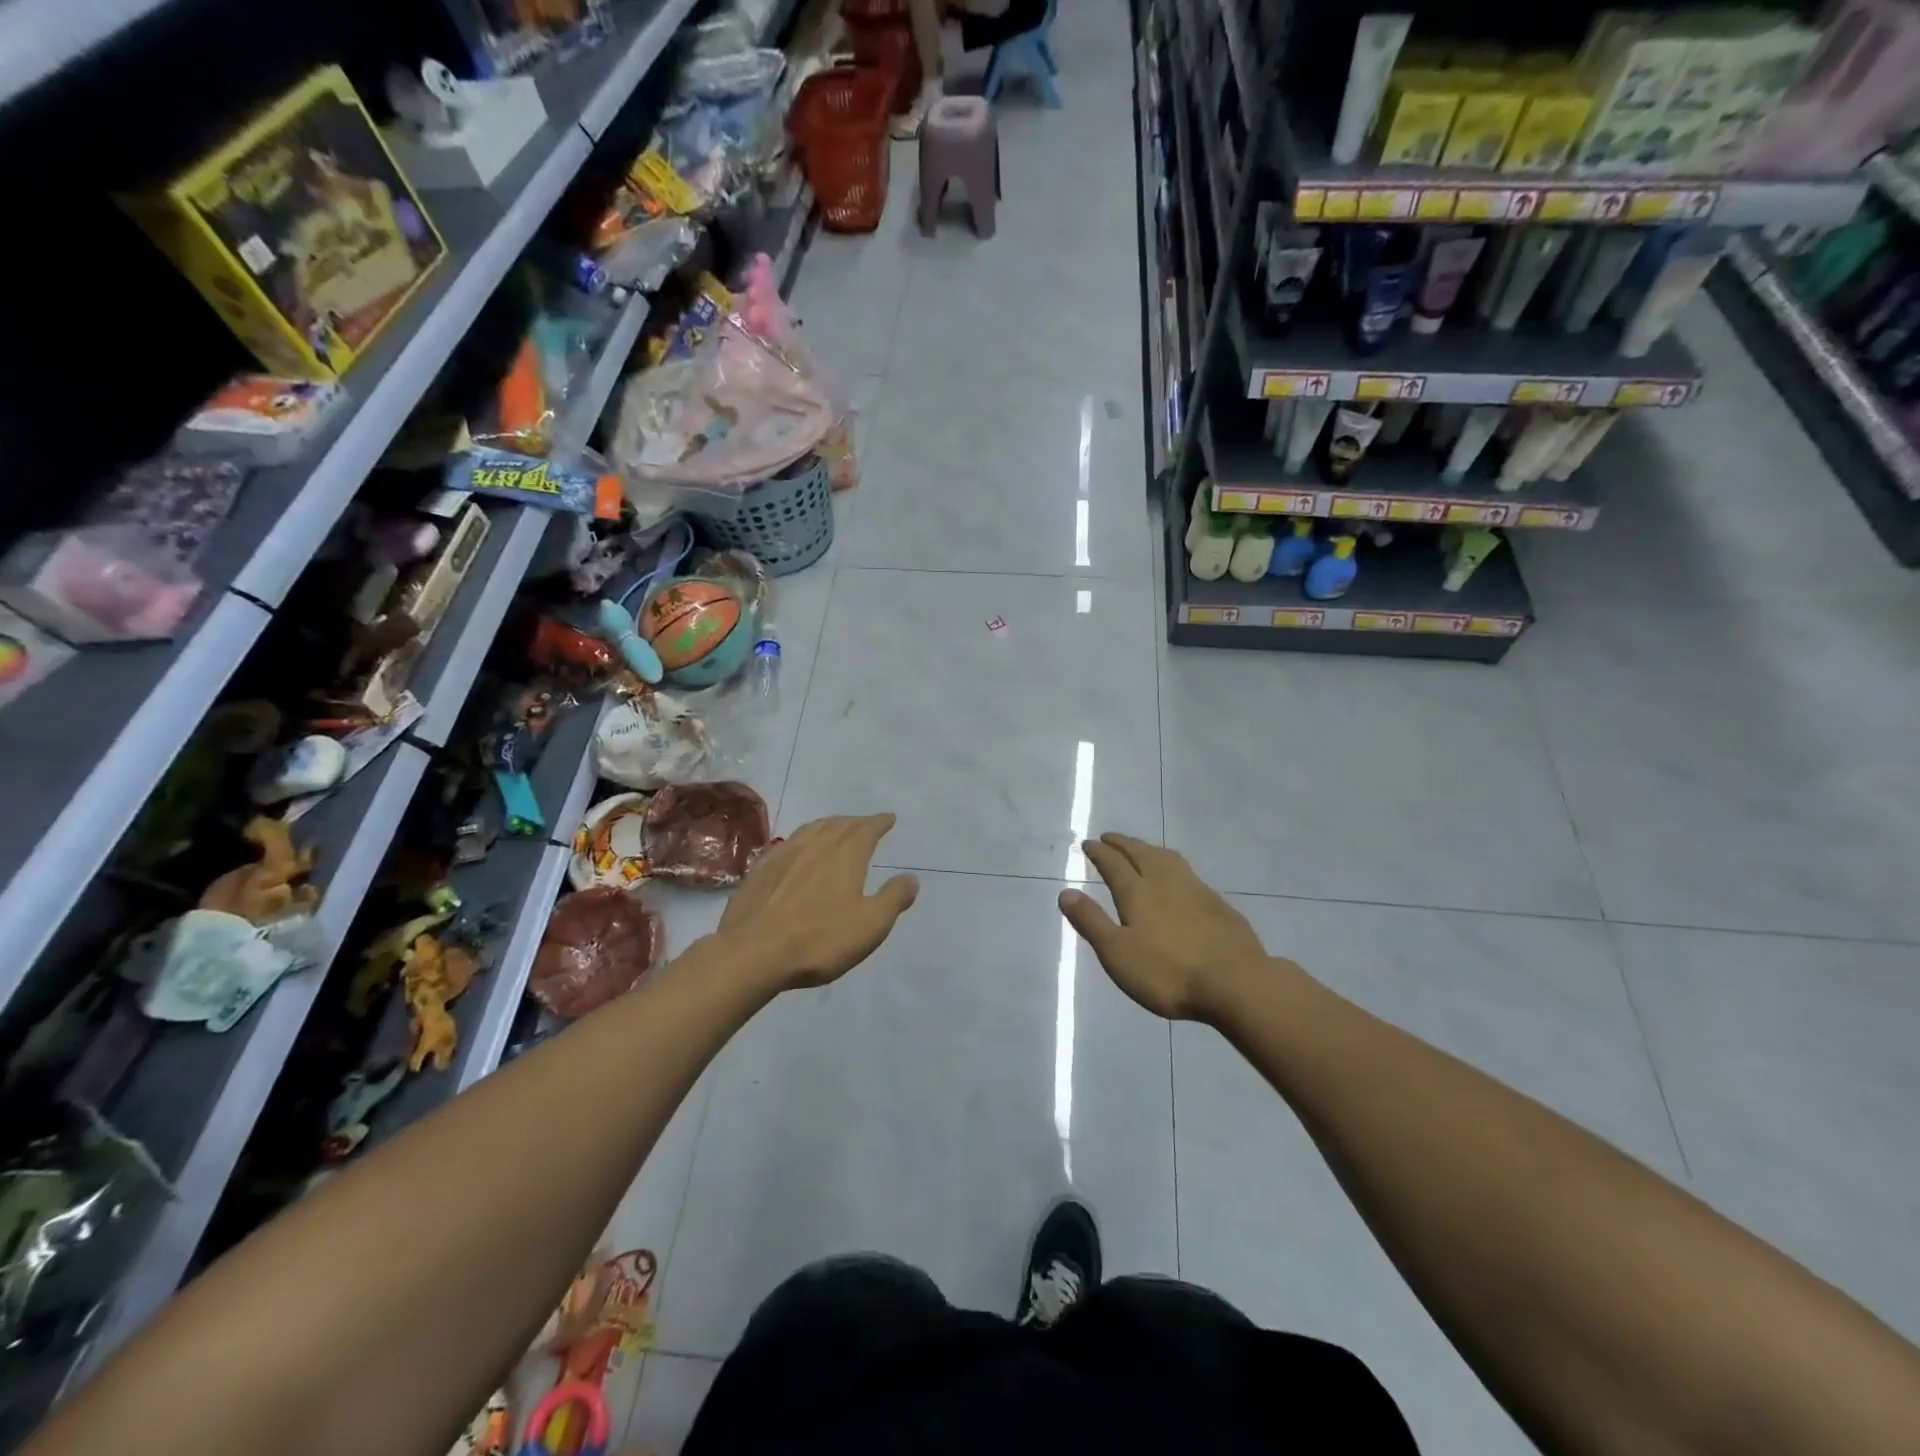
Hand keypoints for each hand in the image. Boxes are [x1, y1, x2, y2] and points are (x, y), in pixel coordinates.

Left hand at [716, 814, 918, 990]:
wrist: (752, 953)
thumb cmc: (819, 939)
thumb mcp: (870, 924)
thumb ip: (893, 898)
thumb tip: (911, 877)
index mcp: (845, 855)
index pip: (866, 829)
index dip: (879, 822)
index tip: (889, 818)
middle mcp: (814, 846)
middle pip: (838, 824)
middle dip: (855, 822)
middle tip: (864, 824)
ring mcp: (783, 856)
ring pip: (810, 830)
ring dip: (827, 826)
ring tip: (834, 829)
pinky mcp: (759, 871)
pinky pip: (785, 845)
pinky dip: (800, 841)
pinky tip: (795, 850)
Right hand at [1059, 833, 1275, 1021]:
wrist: (1236, 982)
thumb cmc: (1168, 972)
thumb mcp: (1118, 953)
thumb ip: (1092, 922)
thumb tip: (1066, 892)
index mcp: (1138, 892)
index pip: (1113, 863)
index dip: (1099, 852)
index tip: (1088, 843)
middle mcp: (1165, 882)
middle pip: (1141, 853)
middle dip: (1123, 843)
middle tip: (1110, 837)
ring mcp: (1196, 890)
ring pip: (1167, 858)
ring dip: (1149, 848)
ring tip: (1141, 848)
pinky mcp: (1218, 904)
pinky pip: (1188, 872)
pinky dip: (1173, 865)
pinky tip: (1178, 879)